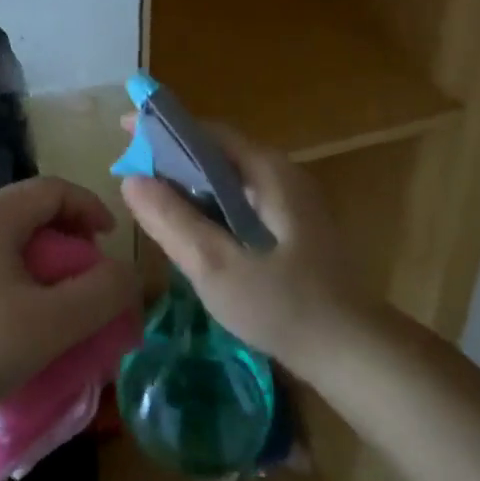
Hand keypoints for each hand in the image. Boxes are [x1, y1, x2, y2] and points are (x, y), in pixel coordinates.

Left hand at [0, 177, 140, 418]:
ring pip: (14, 245)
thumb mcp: (51, 322)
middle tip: (92, 278)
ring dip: (49, 266)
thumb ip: (100, 294)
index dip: (90, 207)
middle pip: (34, 213)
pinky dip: (24, 284)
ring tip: (65, 306)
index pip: (53, 189)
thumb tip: (128, 274)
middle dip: (72, 240)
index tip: (112, 242)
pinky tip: (28, 326)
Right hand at [119, 124, 363, 373]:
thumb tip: (129, 180)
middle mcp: (281, 173)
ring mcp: (291, 199)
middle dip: (171, 156)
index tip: (124, 129)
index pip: (207, 131)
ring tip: (151, 198)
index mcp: (267, 171)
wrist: (354, 353)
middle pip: (216, 151)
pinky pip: (239, 198)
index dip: (162, 127)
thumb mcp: (215, 265)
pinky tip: (191, 228)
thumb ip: (171, 220)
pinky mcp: (292, 225)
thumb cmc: (284, 306)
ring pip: (227, 176)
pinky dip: (209, 203)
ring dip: (189, 182)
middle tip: (132, 173)